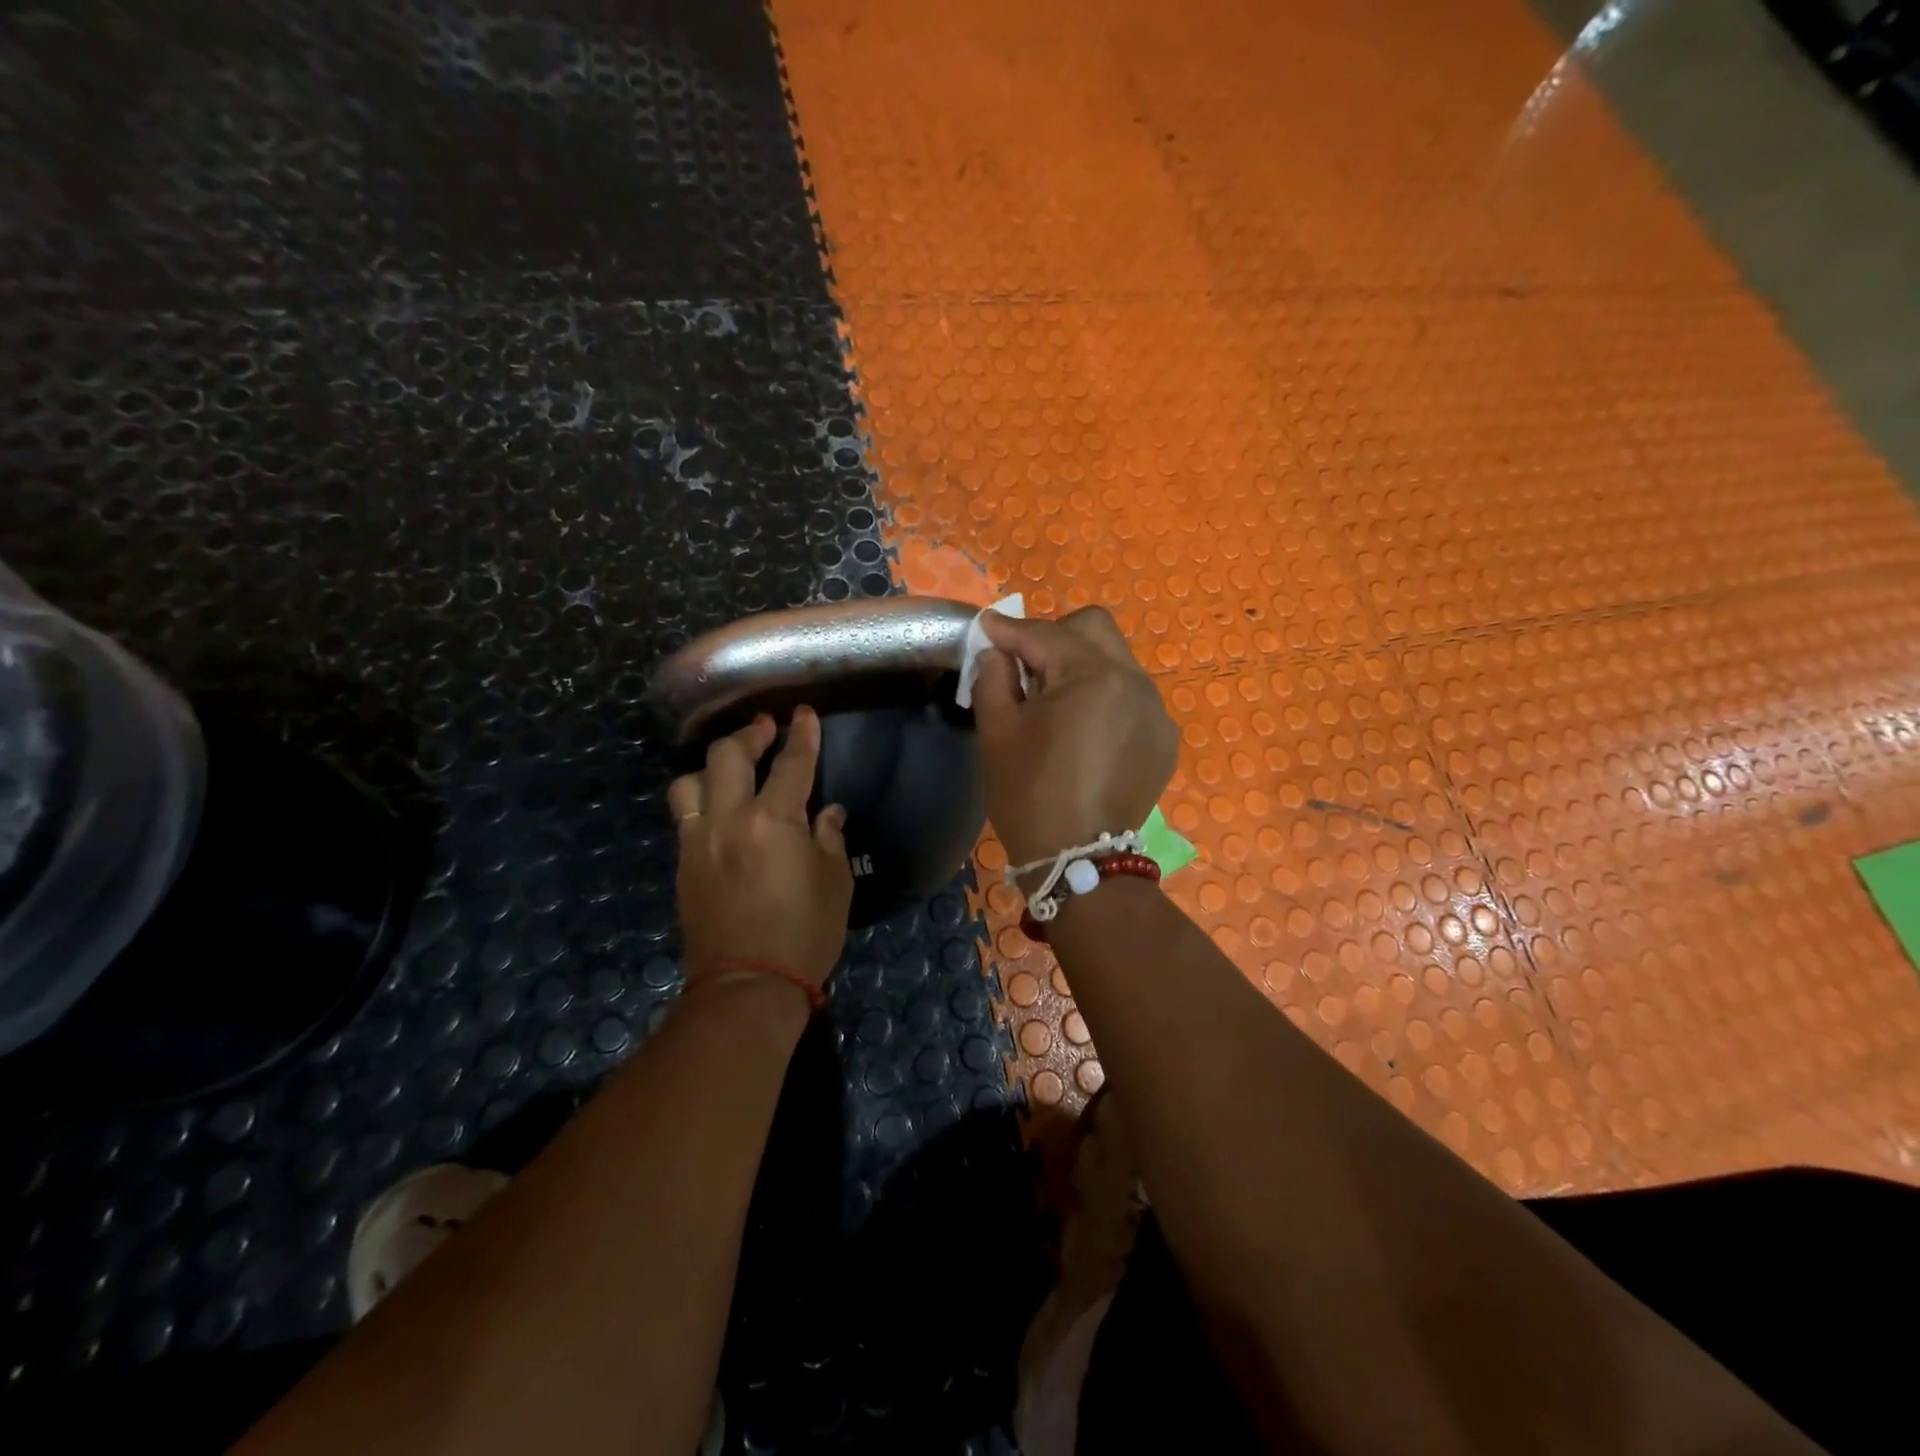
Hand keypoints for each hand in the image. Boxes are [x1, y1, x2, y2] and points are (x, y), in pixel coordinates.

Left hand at [668, 707, 853, 988]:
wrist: (747, 984)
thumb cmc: (805, 932)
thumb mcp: (836, 882)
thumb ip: (829, 837)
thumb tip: (825, 813)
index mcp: (774, 821)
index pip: (791, 764)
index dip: (801, 736)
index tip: (803, 715)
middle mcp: (729, 819)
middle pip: (729, 756)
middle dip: (749, 734)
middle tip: (765, 728)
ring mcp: (698, 840)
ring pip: (690, 781)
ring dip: (712, 766)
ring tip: (730, 769)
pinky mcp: (682, 864)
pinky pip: (684, 815)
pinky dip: (700, 799)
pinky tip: (716, 808)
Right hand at [971, 606, 1178, 865]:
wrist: (1078, 861)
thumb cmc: (1030, 795)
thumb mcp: (997, 733)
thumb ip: (992, 677)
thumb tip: (997, 651)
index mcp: (1092, 676)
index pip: (1045, 635)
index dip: (1009, 630)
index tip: (984, 628)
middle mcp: (1135, 681)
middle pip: (1093, 629)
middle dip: (1055, 636)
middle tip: (1025, 665)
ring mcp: (1156, 710)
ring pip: (1116, 660)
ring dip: (1081, 665)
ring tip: (1054, 701)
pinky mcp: (1163, 738)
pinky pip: (1132, 696)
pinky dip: (1105, 698)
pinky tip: (1085, 731)